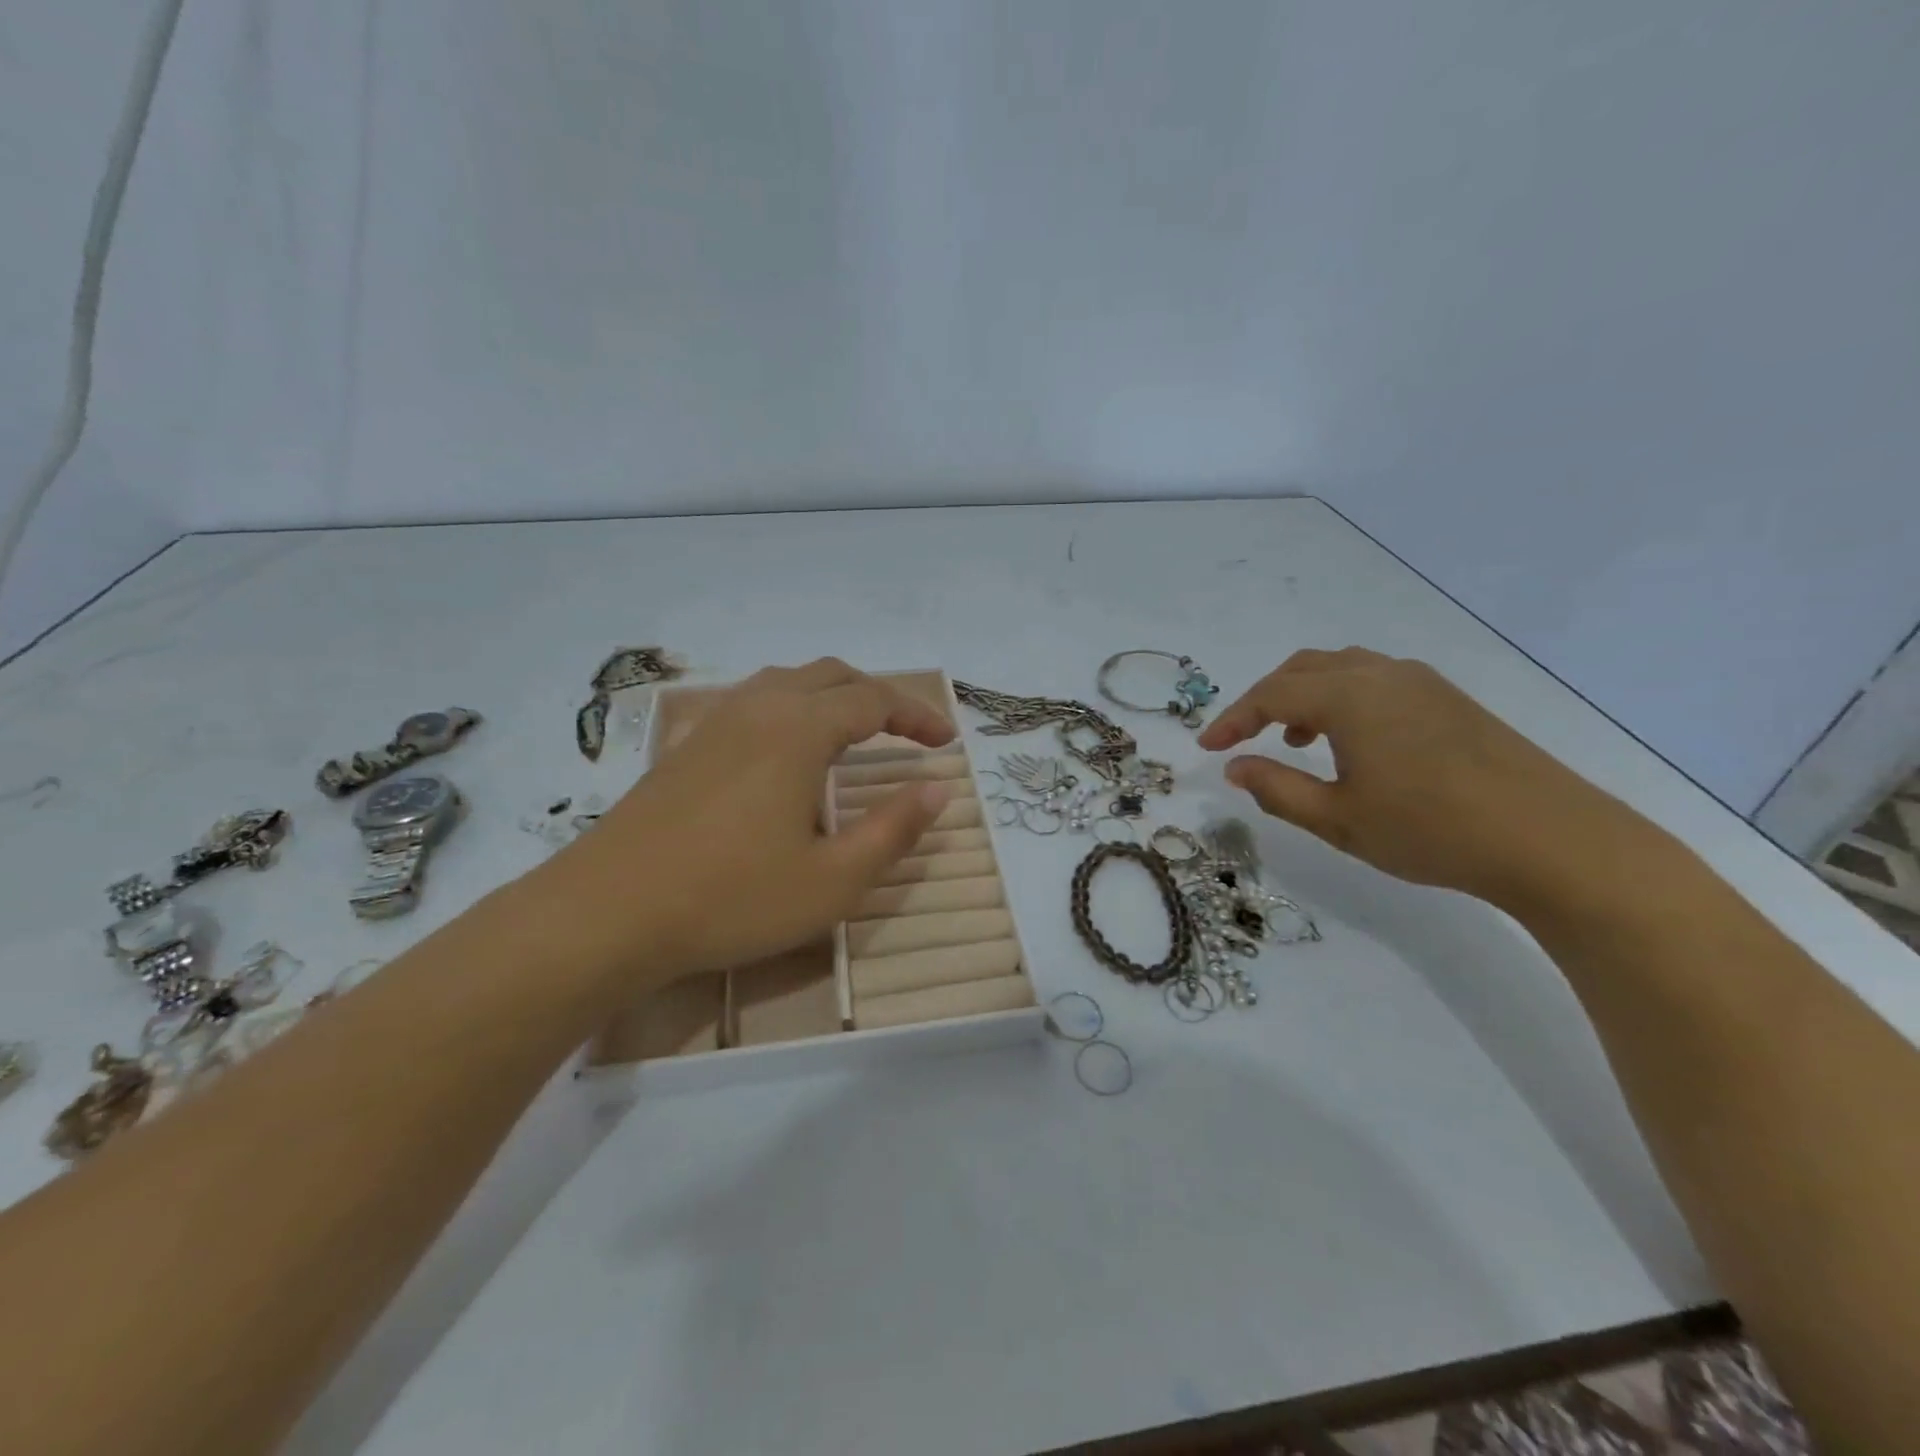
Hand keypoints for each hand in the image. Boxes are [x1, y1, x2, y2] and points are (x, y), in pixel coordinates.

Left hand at [540, 659, 954, 982]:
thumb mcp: (832, 880)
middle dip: (879, 697)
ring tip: (855, 732)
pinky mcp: (687, 746)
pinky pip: (754, 701)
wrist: (607, 913)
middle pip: (832, 676)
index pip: (874, 700)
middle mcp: (759, 708)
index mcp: (799, 729)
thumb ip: (892, 830)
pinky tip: (787, 749)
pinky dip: (792, 707)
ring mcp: (716, 723)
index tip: (945, 743)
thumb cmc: (731, 898)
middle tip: (909, 733)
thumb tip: (937, 790)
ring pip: (788, 682)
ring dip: (833, 695)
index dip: (916, 716)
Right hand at [1198, 648, 1653, 909]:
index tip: (1207, 747)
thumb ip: (1276, 788)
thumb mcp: (1338, 819)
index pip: (1270, 695)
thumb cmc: (1431, 830)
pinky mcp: (1450, 699)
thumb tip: (1235, 766)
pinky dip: (1343, 698)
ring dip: (1305, 695)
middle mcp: (1382, 674)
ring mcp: (1422, 682)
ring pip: (1342, 668)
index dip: (1232, 719)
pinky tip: (1352, 742)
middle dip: (1263, 700)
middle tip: (1242, 738)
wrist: (1554, 840)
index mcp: (1350, 696)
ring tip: (1294, 740)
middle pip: (1303, 669)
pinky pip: (1376, 680)